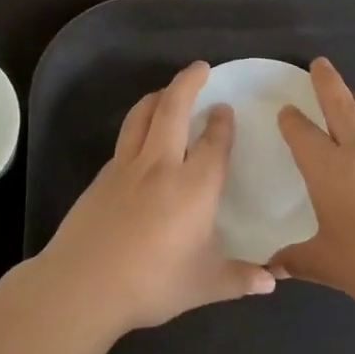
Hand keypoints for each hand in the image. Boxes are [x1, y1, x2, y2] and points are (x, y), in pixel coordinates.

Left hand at [32, 61, 274, 336]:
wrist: (82, 286)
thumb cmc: (152, 283)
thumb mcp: (204, 285)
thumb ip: (240, 279)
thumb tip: (272, 282)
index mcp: (194, 186)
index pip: (213, 142)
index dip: (222, 122)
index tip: (225, 109)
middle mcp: (161, 165)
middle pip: (173, 109)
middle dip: (188, 83)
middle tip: (200, 68)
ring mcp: (126, 168)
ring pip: (141, 117)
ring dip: (157, 97)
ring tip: (166, 92)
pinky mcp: (101, 178)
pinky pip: (124, 140)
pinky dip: (137, 126)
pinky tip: (140, 140)